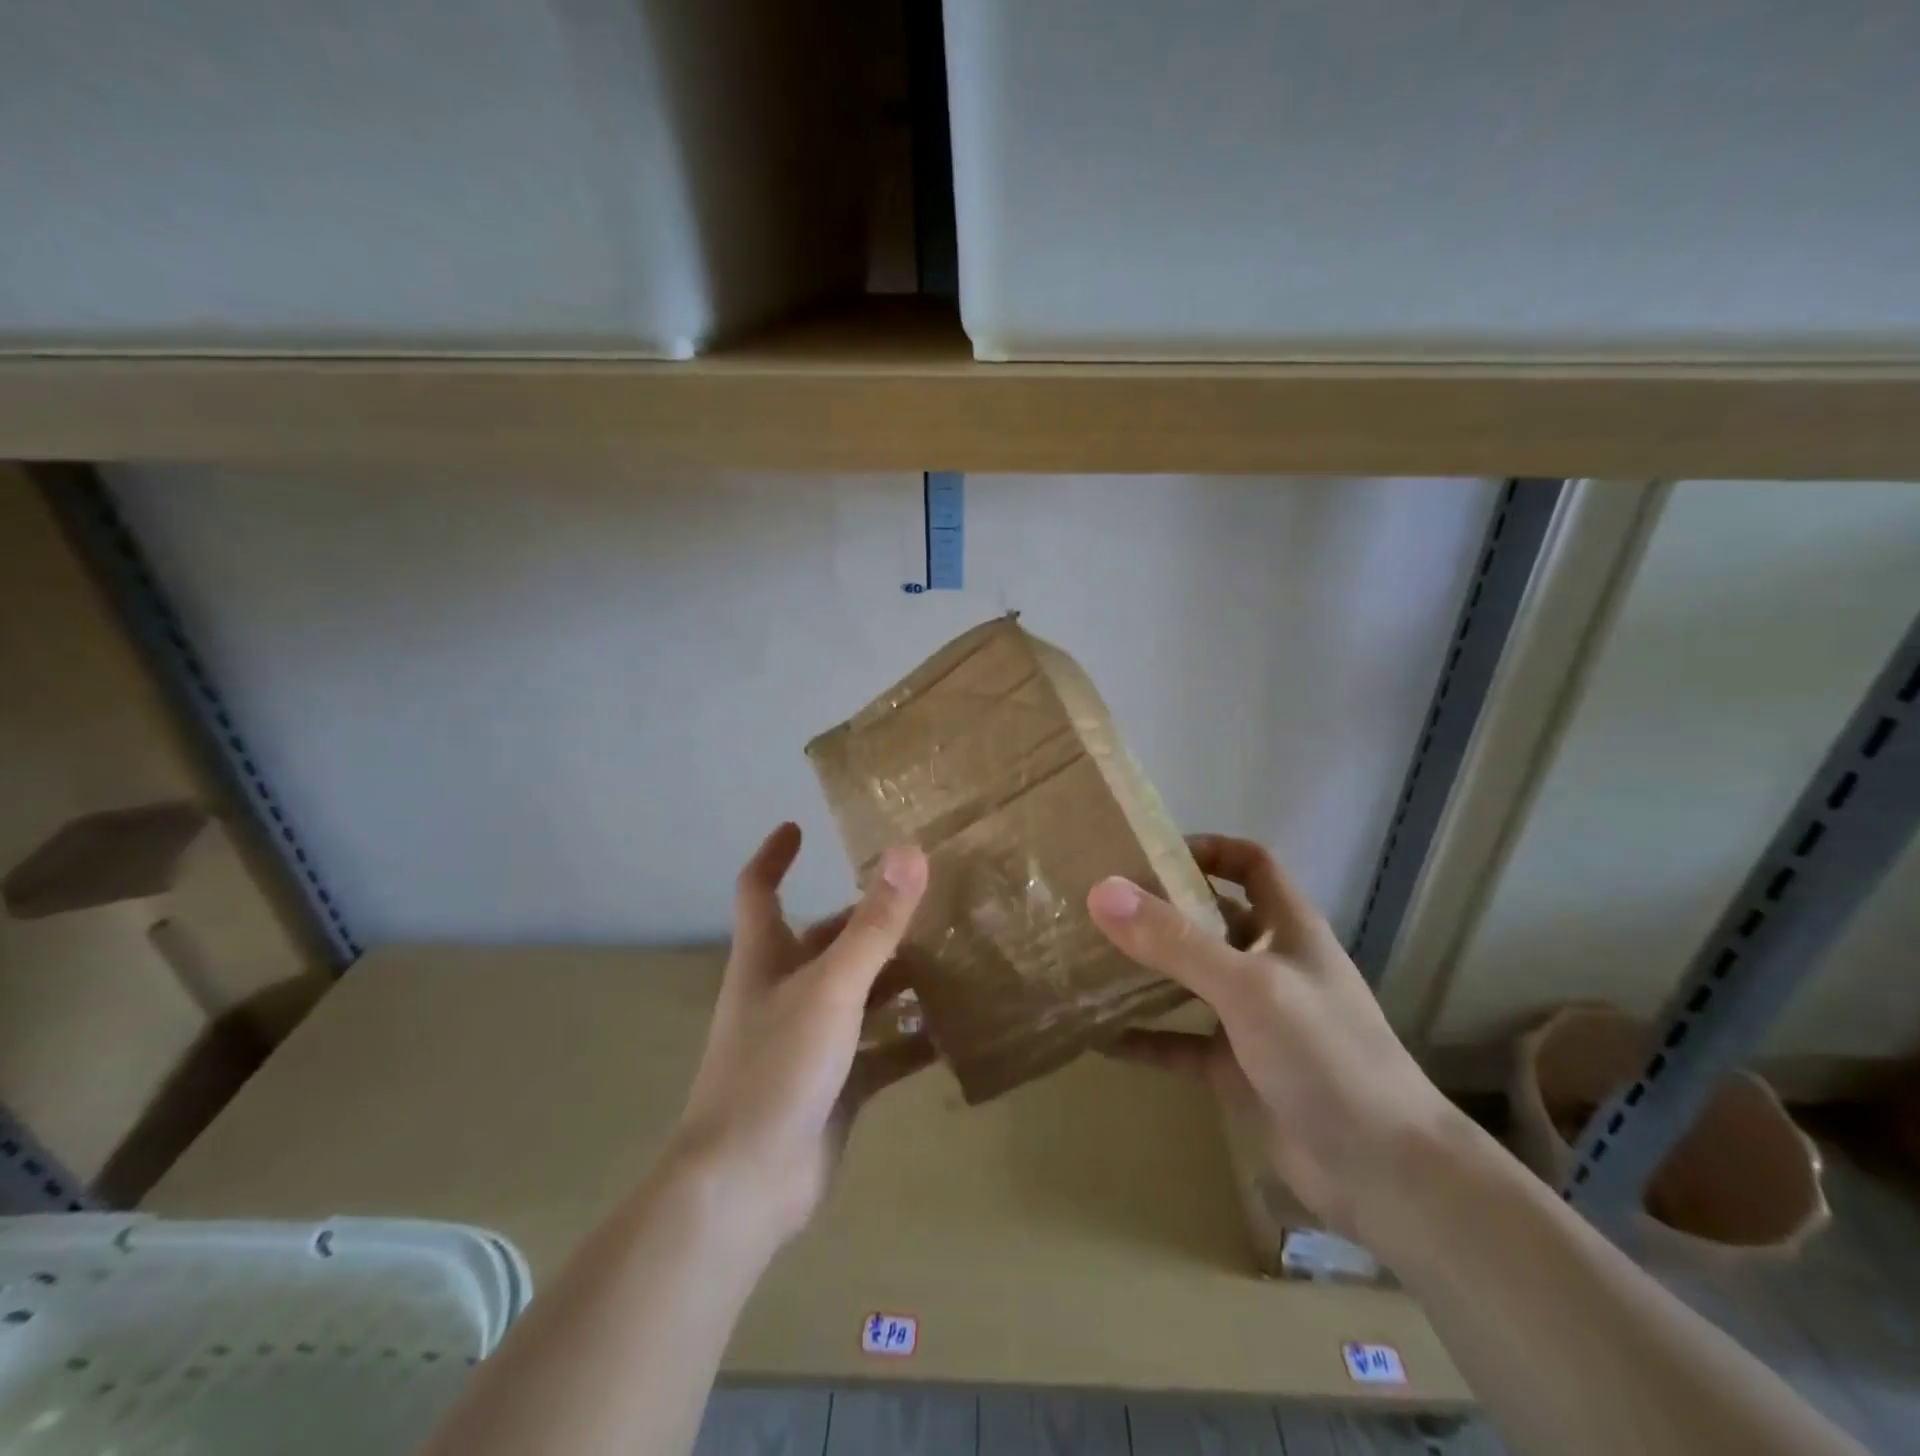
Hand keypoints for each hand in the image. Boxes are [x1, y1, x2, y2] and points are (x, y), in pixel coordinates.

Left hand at [671, 822, 932, 1246]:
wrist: (746, 1186)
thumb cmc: (777, 1068)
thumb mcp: (832, 986)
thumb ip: (874, 924)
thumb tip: (909, 853)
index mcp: (767, 959)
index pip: (761, 891)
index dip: (775, 856)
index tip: (798, 827)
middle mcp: (785, 992)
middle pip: (826, 941)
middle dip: (867, 921)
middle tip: (924, 901)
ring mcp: (810, 1041)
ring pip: (860, 995)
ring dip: (898, 980)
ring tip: (952, 959)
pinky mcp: (834, 1085)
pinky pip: (880, 1051)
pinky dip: (910, 1040)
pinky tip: (953, 1033)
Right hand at [1086, 834, 1458, 1243]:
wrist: (1385, 1174)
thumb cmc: (1326, 1056)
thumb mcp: (1248, 986)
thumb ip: (1176, 941)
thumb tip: (1102, 891)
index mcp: (1286, 928)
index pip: (1249, 864)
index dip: (1207, 849)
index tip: (1148, 854)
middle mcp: (1268, 963)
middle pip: (1210, 919)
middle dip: (1160, 909)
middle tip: (1099, 906)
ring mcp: (1252, 1018)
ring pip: (1190, 980)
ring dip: (1146, 971)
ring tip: (1089, 960)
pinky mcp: (1236, 1068)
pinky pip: (1179, 1042)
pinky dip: (1144, 1038)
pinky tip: (1099, 1039)